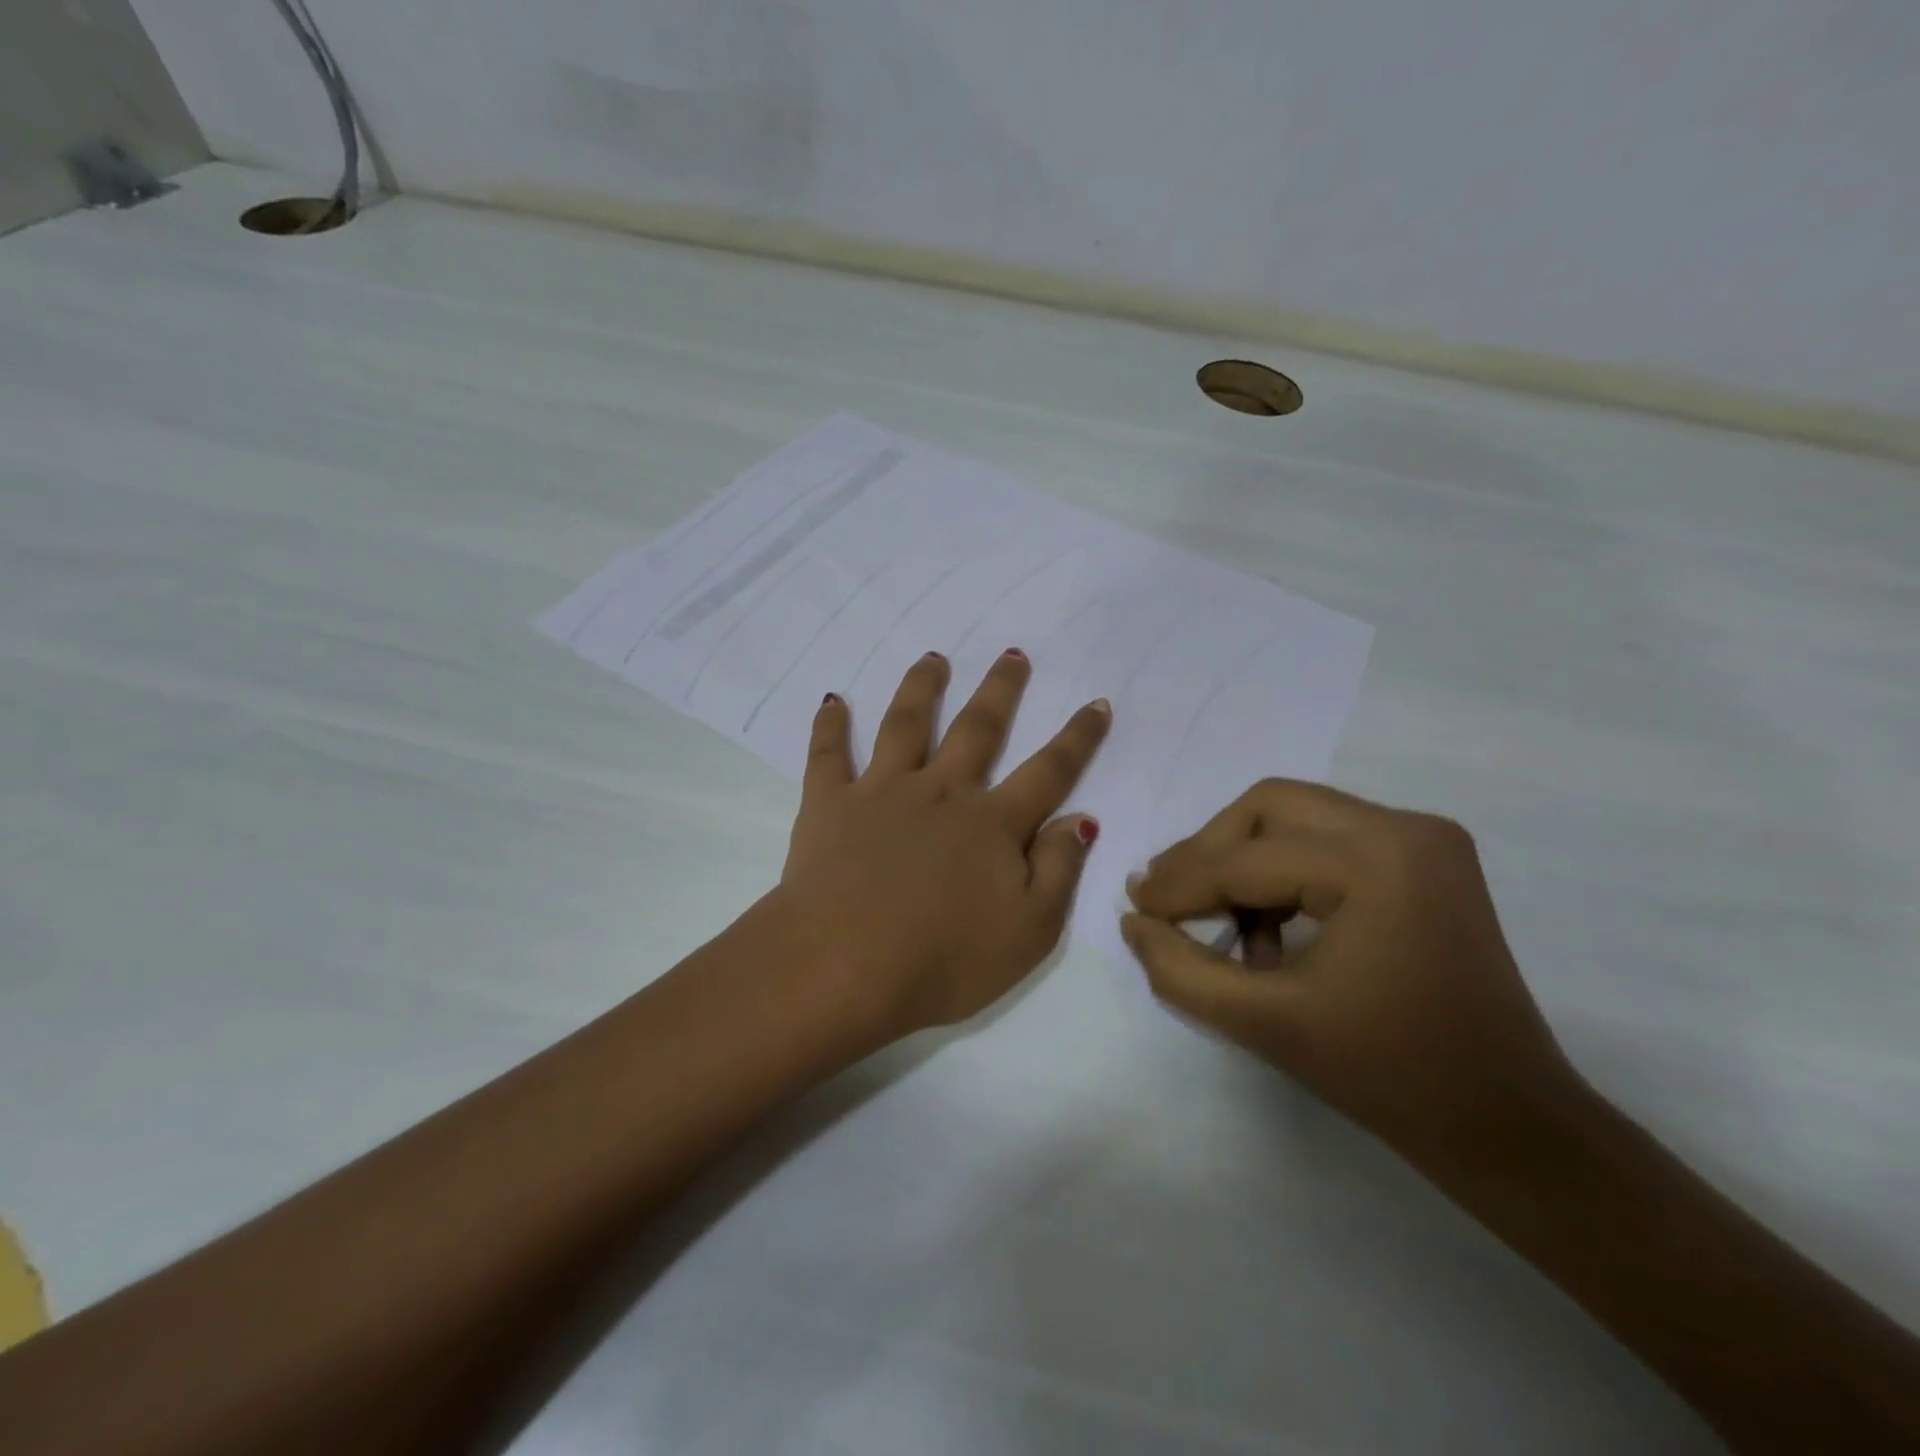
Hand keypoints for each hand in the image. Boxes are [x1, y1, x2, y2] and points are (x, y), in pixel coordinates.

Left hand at [776, 649, 1110, 1038]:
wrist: (843, 968)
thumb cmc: (943, 961)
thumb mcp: (1029, 931)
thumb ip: (1059, 870)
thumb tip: (1080, 819)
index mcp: (992, 824)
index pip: (1049, 772)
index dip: (1078, 738)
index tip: (1097, 703)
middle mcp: (941, 792)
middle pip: (978, 729)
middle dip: (1000, 690)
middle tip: (1012, 654)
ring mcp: (882, 792)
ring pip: (906, 724)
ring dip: (922, 687)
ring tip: (933, 658)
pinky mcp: (830, 804)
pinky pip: (827, 755)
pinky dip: (829, 725)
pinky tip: (833, 700)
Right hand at [1121, 780, 1583, 1174]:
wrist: (1507, 1124)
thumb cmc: (1388, 1076)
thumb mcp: (1264, 1023)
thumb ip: (1180, 969)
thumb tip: (1133, 919)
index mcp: (1377, 862)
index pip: (1247, 857)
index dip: (1180, 883)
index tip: (1136, 908)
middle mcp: (1405, 827)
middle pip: (1268, 806)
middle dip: (1210, 852)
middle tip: (1170, 900)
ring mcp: (1423, 838)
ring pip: (1294, 816)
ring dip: (1244, 862)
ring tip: (1223, 927)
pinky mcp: (1425, 857)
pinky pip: (1326, 839)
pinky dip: (1284, 873)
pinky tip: (1271, 931)